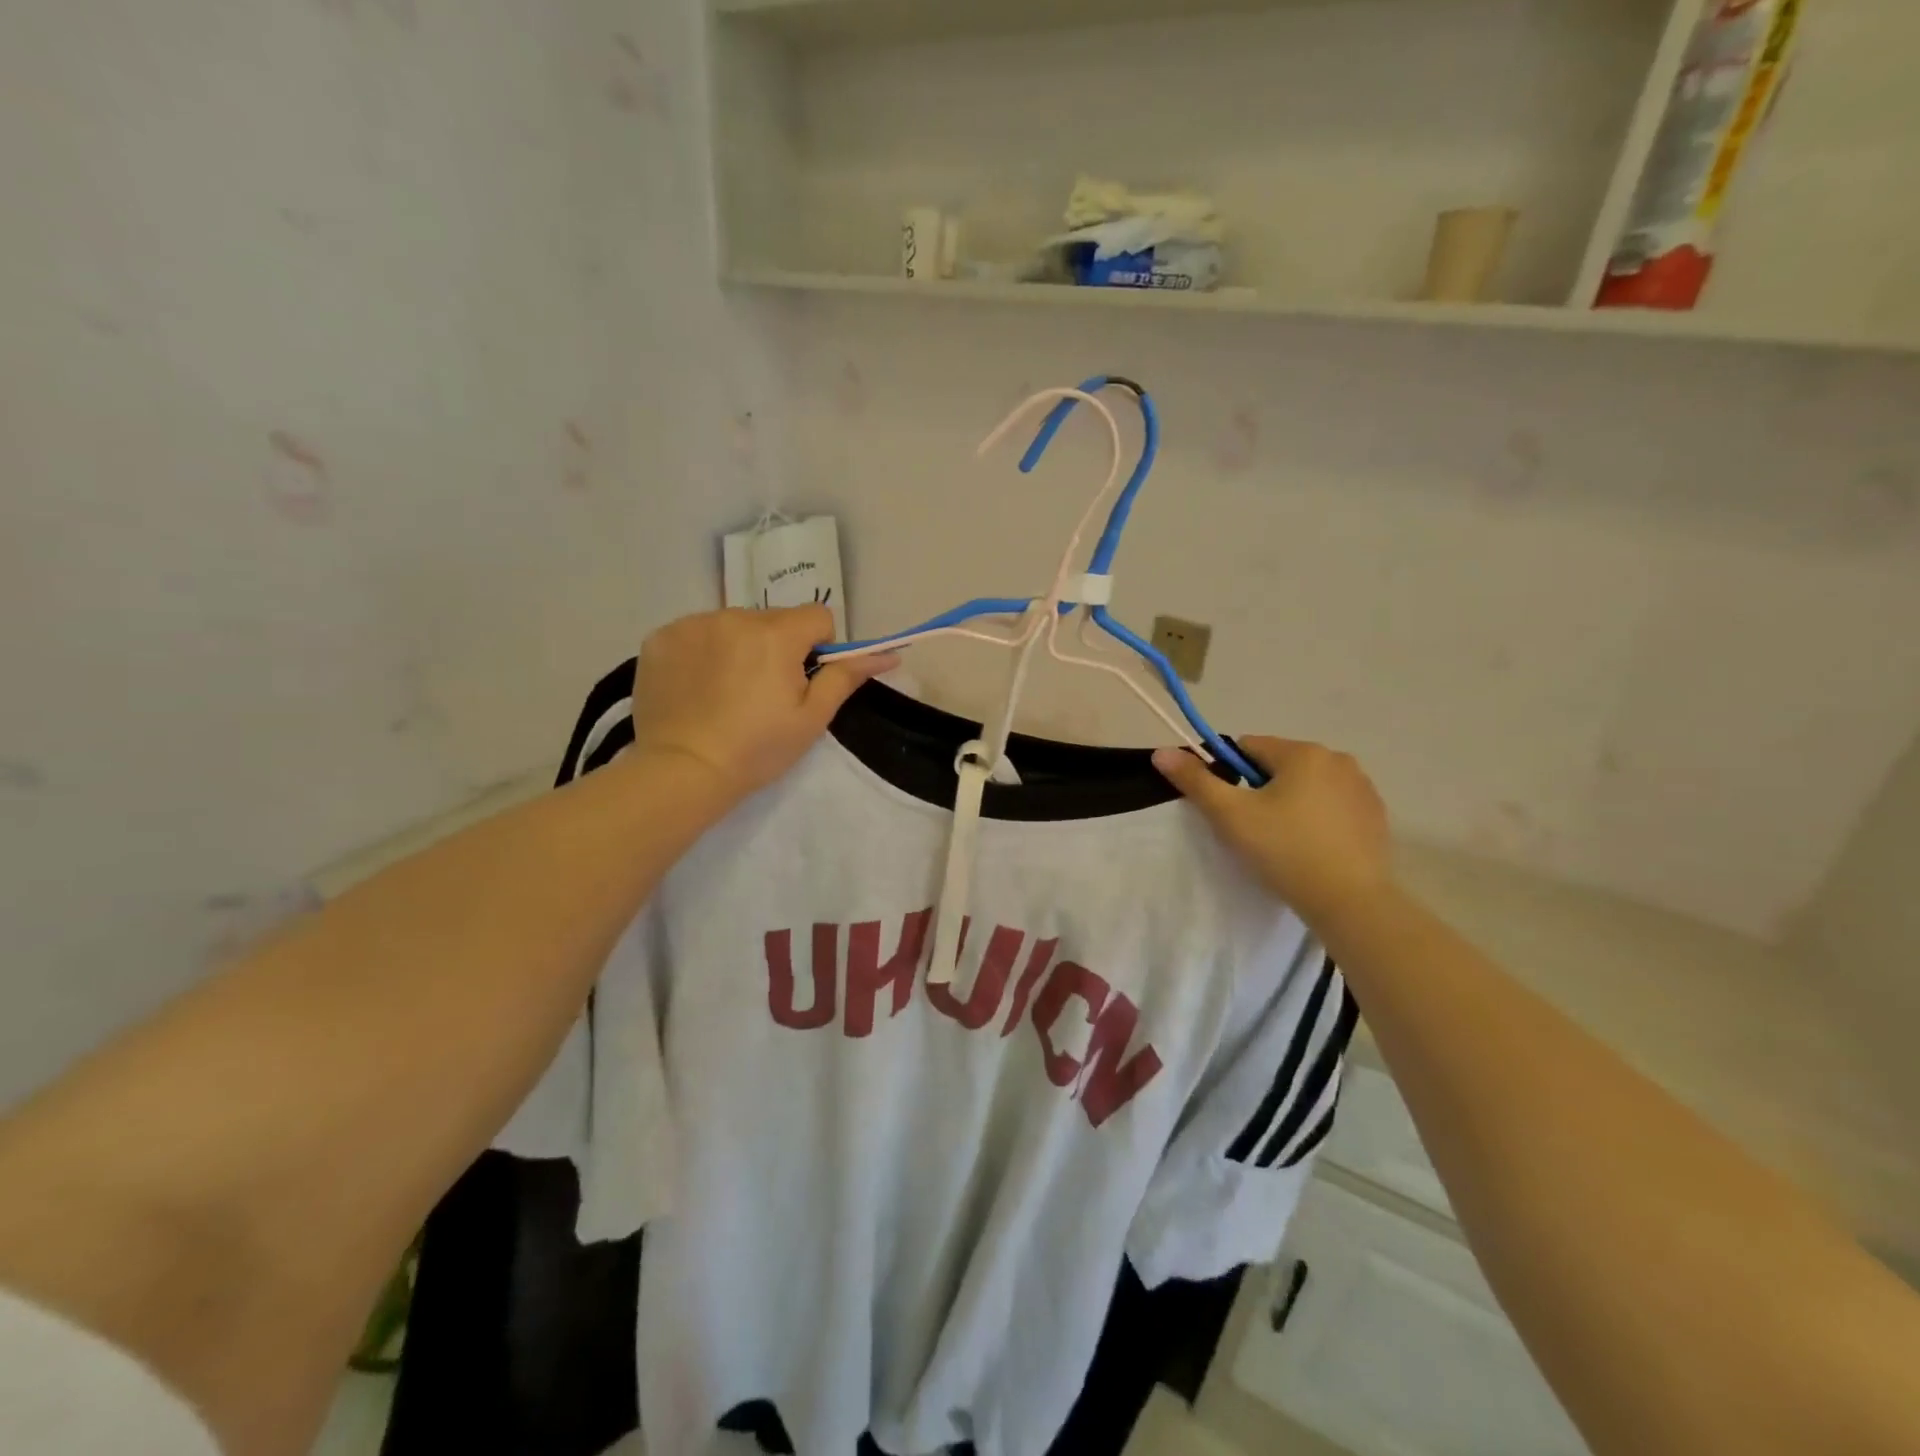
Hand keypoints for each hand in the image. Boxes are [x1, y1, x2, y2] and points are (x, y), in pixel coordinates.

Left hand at [630, 607, 895, 800]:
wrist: (682, 771)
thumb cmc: (757, 749)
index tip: (804, 679)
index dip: (819, 646)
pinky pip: (696, 632)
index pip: (818, 616)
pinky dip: (703, 651)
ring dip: (739, 646)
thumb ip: (845, 677)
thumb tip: (888, 653)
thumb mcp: (811, 718)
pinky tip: (697, 687)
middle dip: (778, 646)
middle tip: (764, 692)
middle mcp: (734, 617)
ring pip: (734, 624)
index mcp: (776, 635)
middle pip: (774, 619)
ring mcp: (692, 624)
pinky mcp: (660, 638)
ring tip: (726, 692)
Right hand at [1154, 737, 1392, 929]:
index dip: (1230, 775)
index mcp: (1302, 752)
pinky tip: (1313, 849)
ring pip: (1308, 785)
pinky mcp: (1377, 815)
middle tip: (1255, 830)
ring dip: (1291, 803)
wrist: (1350, 902)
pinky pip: (1334, 805)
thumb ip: (1195, 780)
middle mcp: (1338, 759)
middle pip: (1279, 765)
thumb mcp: (1230, 815)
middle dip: (1262, 790)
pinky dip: (1319, 819)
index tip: (1231, 809)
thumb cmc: (1284, 851)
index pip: (1248, 748)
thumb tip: (1161, 751)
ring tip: (1284, 843)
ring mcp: (1363, 788)